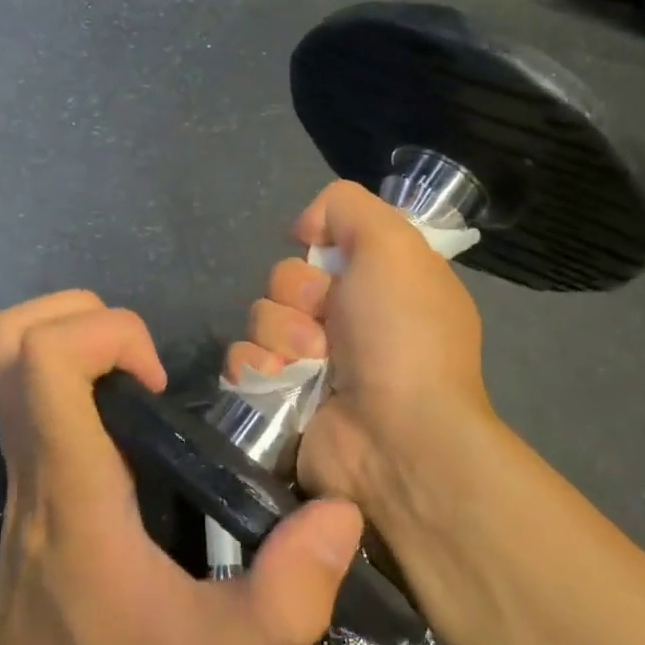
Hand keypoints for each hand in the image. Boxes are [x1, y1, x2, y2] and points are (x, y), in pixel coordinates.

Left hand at [0, 290, 365, 644]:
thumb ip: (283, 596)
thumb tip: (339, 514)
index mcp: (70, 477)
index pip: (45, 357)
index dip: (107, 335)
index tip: (158, 380)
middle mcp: (34, 454)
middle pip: (12, 335)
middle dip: (79, 315)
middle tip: (142, 362)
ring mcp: (22, 461)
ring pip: (8, 356)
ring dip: (70, 335)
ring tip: (136, 379)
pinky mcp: (26, 475)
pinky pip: (27, 389)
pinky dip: (67, 370)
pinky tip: (125, 418)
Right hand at [225, 181, 498, 521]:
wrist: (395, 438)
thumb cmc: (401, 335)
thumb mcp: (394, 245)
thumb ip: (349, 206)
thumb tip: (304, 227)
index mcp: (381, 282)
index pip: (323, 243)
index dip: (319, 248)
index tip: (327, 258)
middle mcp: (348, 318)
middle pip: (285, 278)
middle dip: (298, 296)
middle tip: (328, 324)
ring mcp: (313, 361)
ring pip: (260, 316)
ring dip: (281, 336)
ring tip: (312, 364)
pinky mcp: (280, 396)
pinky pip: (242, 359)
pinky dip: (257, 367)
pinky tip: (282, 383)